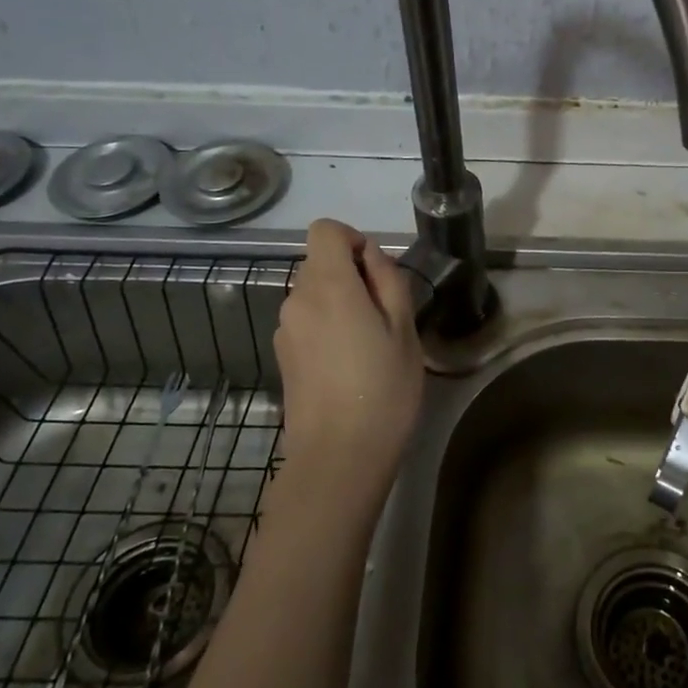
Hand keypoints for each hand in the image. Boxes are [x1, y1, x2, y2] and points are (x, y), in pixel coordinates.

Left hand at [274, 219, 424, 505]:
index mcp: (329, 286)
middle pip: (319, 262)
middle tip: (384, 314)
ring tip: (369, 343)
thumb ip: (388, 280)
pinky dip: (327, 325)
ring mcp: (285, 329)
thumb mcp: (404, 330)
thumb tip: (370, 257)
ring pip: (313, 293)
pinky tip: (348, 364)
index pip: (325, 230)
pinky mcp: (283, 355)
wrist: (338, 457)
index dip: (352, 239)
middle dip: (351, 274)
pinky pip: (306, 320)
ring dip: (340, 301)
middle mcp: (297, 299)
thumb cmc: (383, 390)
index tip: (376, 272)